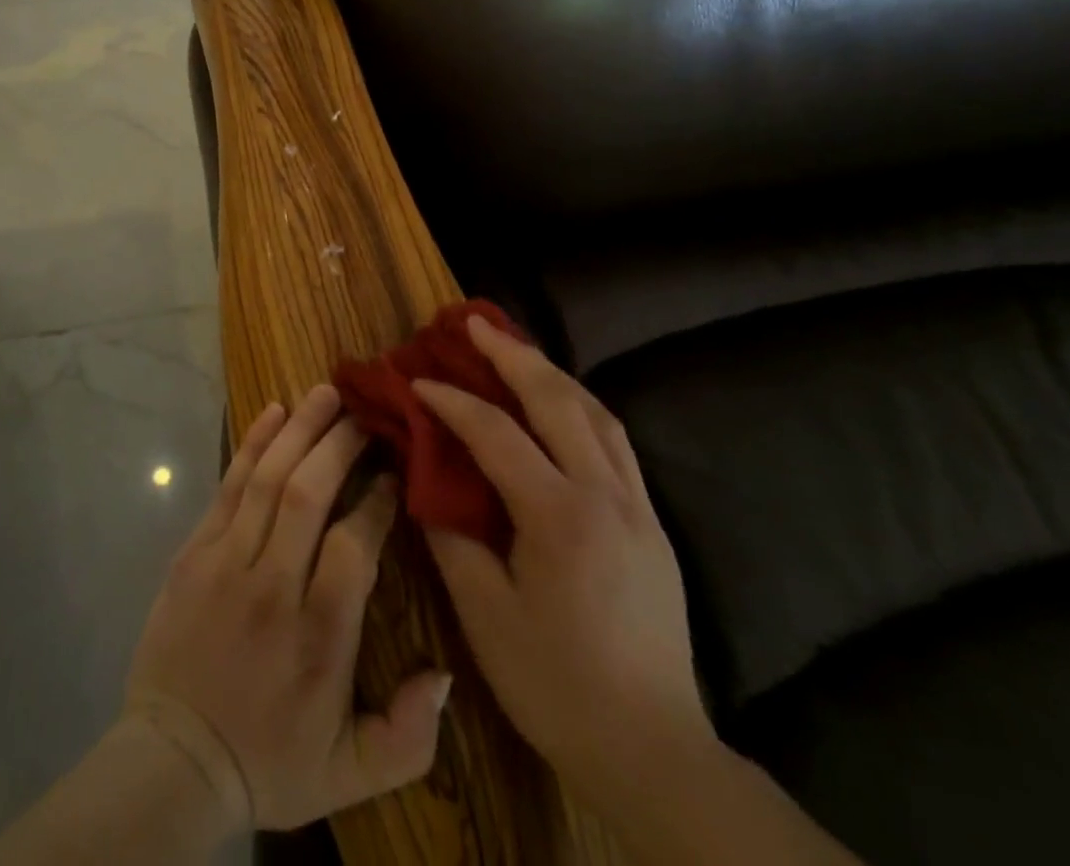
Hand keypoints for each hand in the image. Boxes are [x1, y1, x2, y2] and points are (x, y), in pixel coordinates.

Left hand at [125, 385, 452, 831]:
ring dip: (300, 428)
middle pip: (308, 493)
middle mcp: (273, 585)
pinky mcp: (194, 551)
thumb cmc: (270, 760)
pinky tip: (273, 412)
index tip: (394, 472)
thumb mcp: (351, 774)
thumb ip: (409, 735)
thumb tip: (445, 673)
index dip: (378, 500)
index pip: (356, 544)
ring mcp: (227, 561)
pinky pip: (228, 485)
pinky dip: (252, 444)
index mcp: (319, 634)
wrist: (174, 761)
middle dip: (340, 444)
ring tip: (326, 391)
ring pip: (268, 478)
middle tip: (364, 413)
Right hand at [416, 316, 712, 813]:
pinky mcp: (652, 522)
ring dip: (551, 372)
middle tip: (474, 322)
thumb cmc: (555, 684)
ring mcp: (637, 505)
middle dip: (511, 354)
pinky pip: (615, 440)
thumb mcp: (485, 614)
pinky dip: (581, 406)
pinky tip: (561, 404)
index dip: (451, 400)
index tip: (417, 380)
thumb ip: (450, 535)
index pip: (495, 433)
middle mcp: (604, 494)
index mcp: (559, 515)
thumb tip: (423, 478)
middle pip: (556, 400)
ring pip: (595, 412)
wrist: (652, 747)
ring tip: (515, 349)